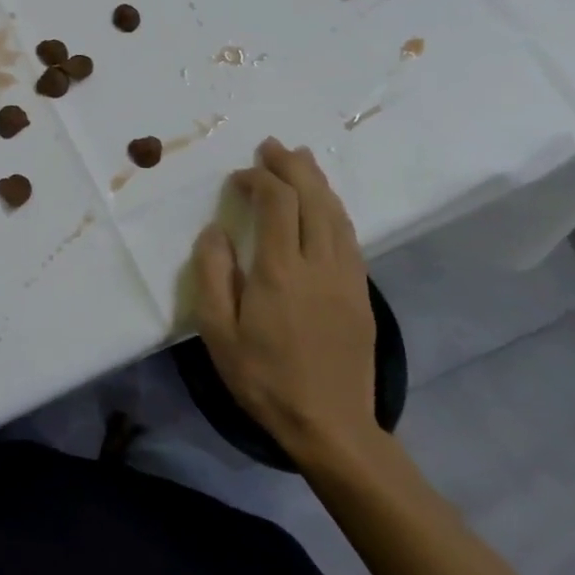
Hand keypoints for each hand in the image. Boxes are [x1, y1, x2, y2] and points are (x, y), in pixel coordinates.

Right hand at [192, 138, 378, 466]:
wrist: (332, 427)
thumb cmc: (264, 378)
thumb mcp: (218, 331)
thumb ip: (213, 274)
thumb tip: (215, 231)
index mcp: (280, 270)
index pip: (277, 202)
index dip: (258, 179)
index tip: (238, 178)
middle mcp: (319, 264)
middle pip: (313, 198)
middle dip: (292, 166)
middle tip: (272, 147)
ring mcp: (347, 277)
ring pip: (336, 213)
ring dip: (317, 181)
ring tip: (301, 160)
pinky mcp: (362, 293)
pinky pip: (350, 236)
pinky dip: (333, 209)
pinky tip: (324, 205)